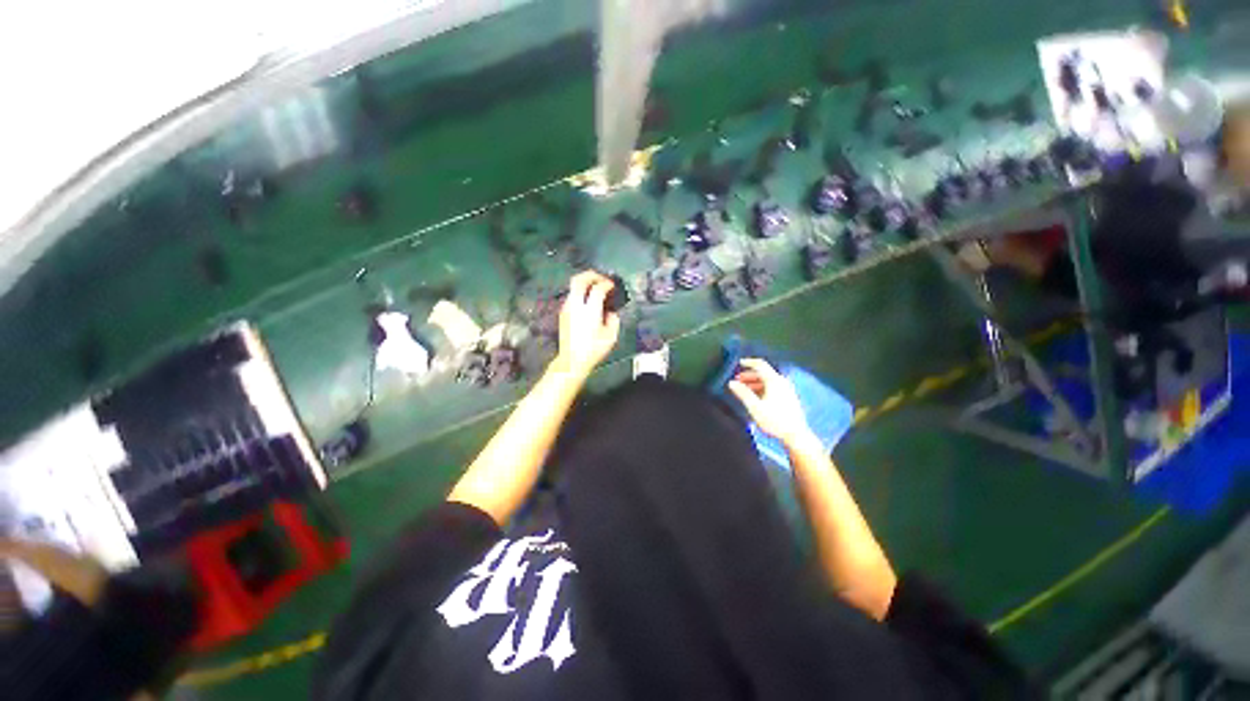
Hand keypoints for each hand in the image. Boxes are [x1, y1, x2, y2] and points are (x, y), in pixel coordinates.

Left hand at [553, 271, 620, 379]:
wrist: (572, 360)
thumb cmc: (593, 350)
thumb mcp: (611, 337)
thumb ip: (614, 320)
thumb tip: (610, 312)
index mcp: (589, 310)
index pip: (597, 288)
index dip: (606, 284)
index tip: (612, 286)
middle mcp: (576, 306)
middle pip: (579, 280)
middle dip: (591, 275)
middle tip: (601, 278)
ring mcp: (567, 308)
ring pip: (573, 287)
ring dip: (585, 283)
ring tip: (595, 288)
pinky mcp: (563, 313)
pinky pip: (571, 296)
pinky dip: (580, 293)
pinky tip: (588, 301)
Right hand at [728, 358, 811, 446]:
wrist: (796, 435)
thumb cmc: (775, 420)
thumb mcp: (755, 407)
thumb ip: (743, 393)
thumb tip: (732, 383)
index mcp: (774, 381)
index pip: (760, 365)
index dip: (748, 362)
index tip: (739, 363)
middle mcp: (782, 382)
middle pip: (764, 373)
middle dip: (749, 375)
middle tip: (737, 381)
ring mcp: (787, 390)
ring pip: (768, 381)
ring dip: (755, 382)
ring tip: (744, 390)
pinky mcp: (788, 398)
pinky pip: (773, 387)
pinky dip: (762, 388)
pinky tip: (755, 397)